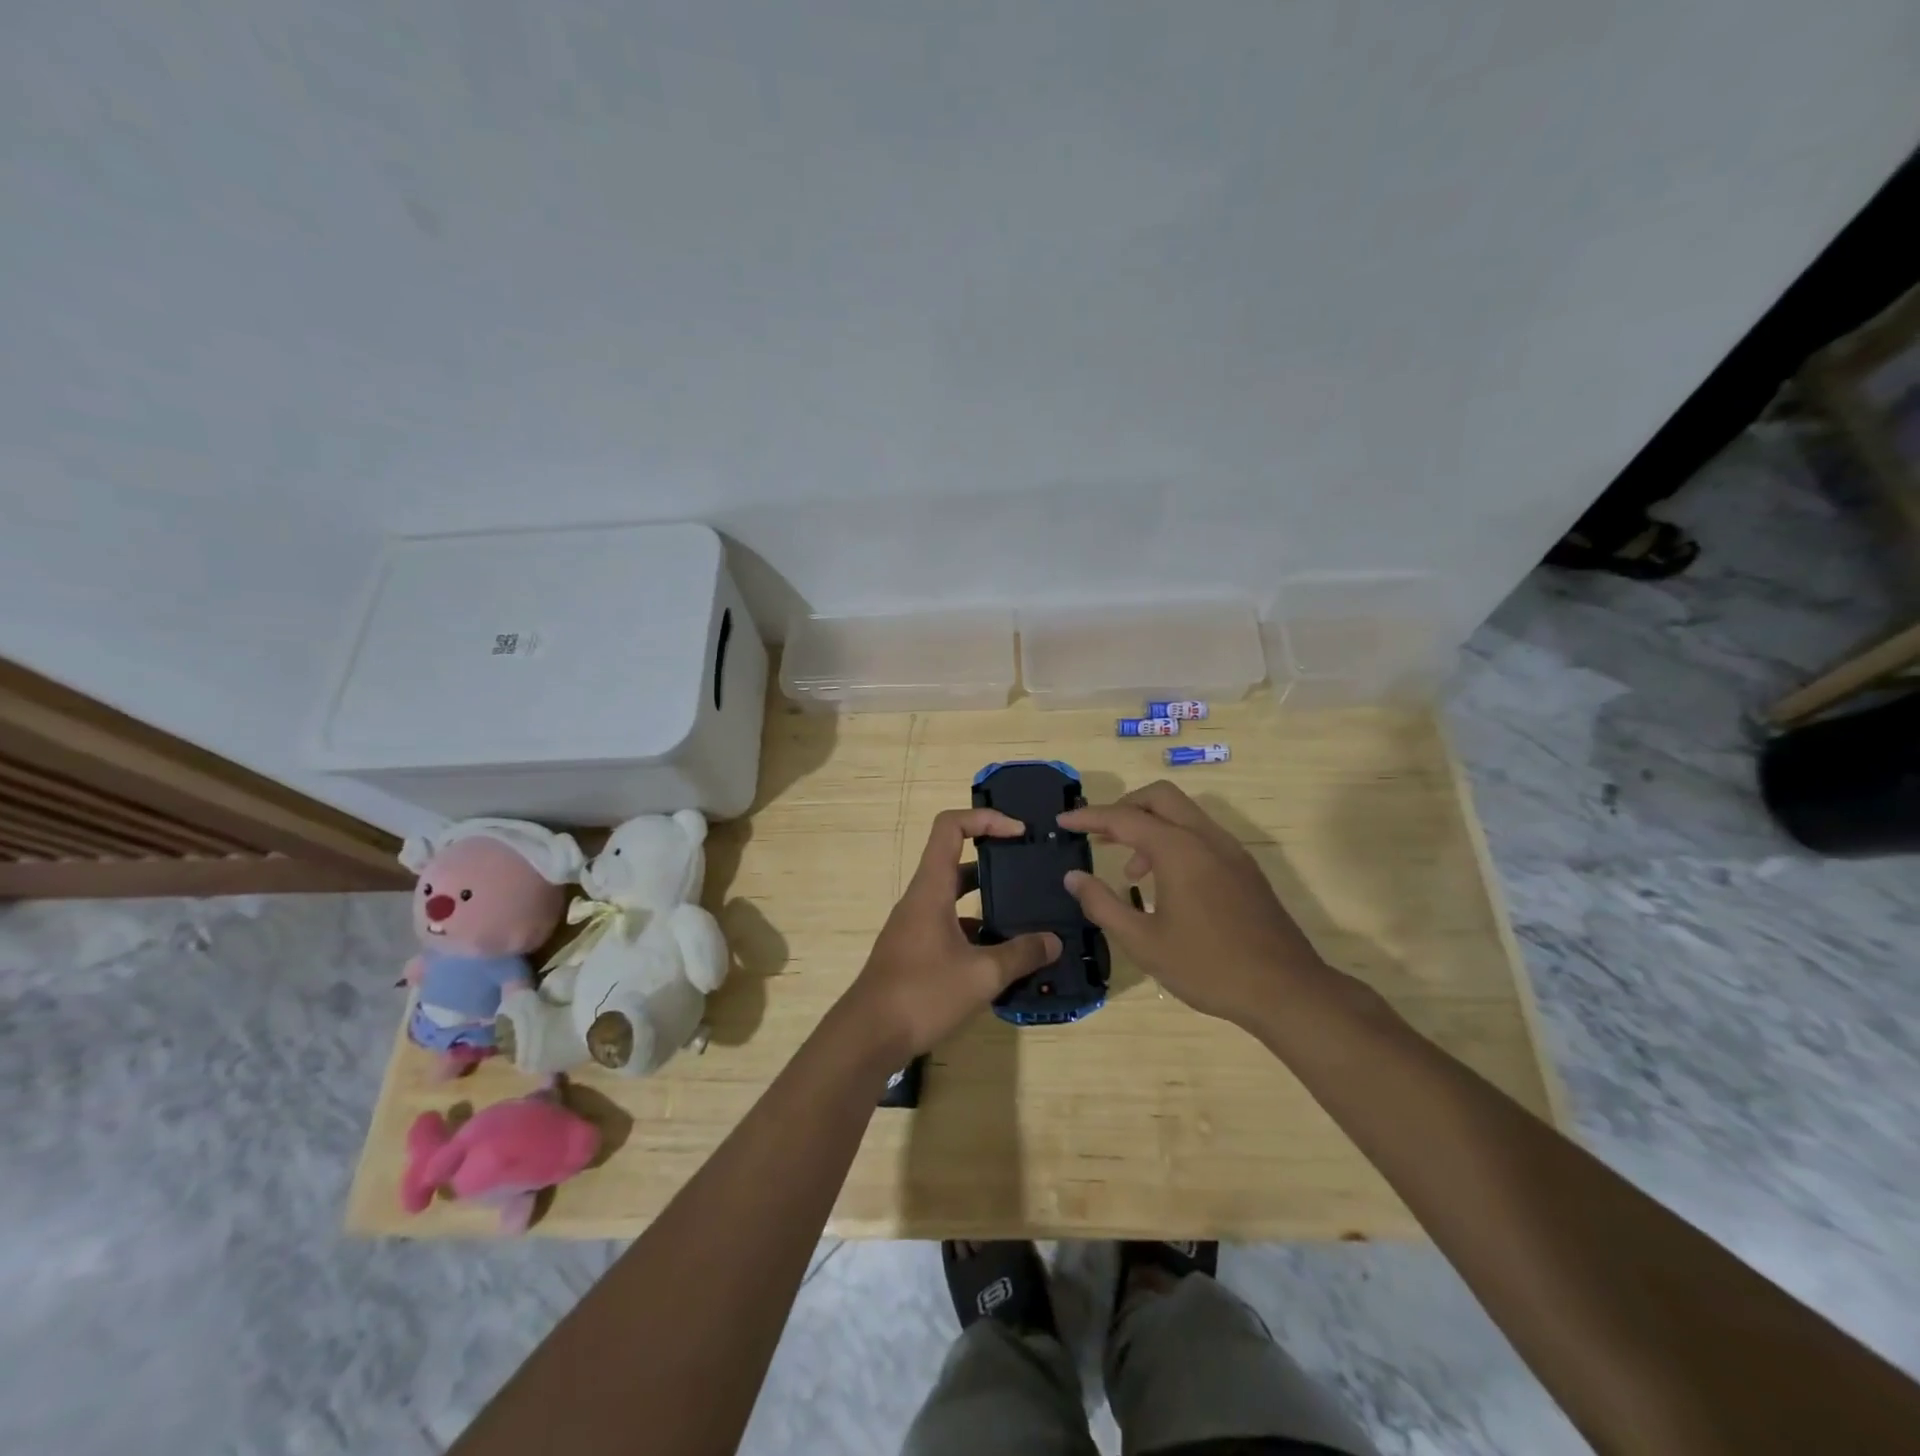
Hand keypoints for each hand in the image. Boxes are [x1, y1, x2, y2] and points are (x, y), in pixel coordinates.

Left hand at [844, 809, 1060, 1060]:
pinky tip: (1002, 954)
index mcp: (931, 888)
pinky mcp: (916, 950)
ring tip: (1026, 912)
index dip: (985, 818)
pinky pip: (951, 924)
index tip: (1019, 832)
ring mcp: (916, 925)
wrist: (868, 1036)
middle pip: (956, 859)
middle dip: (994, 858)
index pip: (951, 827)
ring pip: (955, 896)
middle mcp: (921, 899)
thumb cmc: (922, 994)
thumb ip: (1021, 955)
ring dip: (987, 898)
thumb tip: (1054, 942)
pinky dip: (976, 930)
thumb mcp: (981, 975)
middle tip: (1029, 870)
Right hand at [1058, 781, 1334, 1032]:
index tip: (1063, 821)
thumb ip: (1102, 904)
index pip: (1124, 818)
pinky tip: (1166, 884)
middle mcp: (1206, 838)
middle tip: (1101, 835)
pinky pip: (1201, 835)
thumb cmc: (1208, 967)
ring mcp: (1231, 851)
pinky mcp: (1245, 868)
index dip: (1089, 817)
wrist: (1286, 991)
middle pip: (1159, 797)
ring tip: (1131, 873)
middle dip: (1125, 807)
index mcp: (1179, 850)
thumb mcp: (1144, 942)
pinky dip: (1174, 842)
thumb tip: (1074, 877)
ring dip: (1150, 827)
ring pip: (1183, 814)